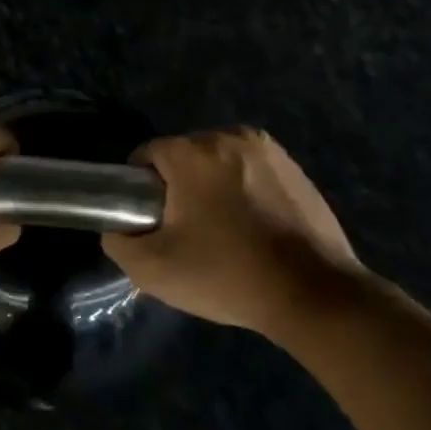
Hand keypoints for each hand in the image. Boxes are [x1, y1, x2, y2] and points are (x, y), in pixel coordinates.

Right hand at [103, 128, 370, 336]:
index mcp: (192, 152)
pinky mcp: (294, 165)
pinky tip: (253, 227)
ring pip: (217, 161)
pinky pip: (249, 170)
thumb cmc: (227, 275)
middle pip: (183, 155)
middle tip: (186, 232)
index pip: (146, 155)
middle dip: (177, 186)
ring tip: (222, 231)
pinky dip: (243, 189)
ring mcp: (267, 149)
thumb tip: (118, 227)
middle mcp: (228, 136)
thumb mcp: (153, 270)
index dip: (139, 189)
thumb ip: (118, 242)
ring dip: (211, 186)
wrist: (313, 293)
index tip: (151, 222)